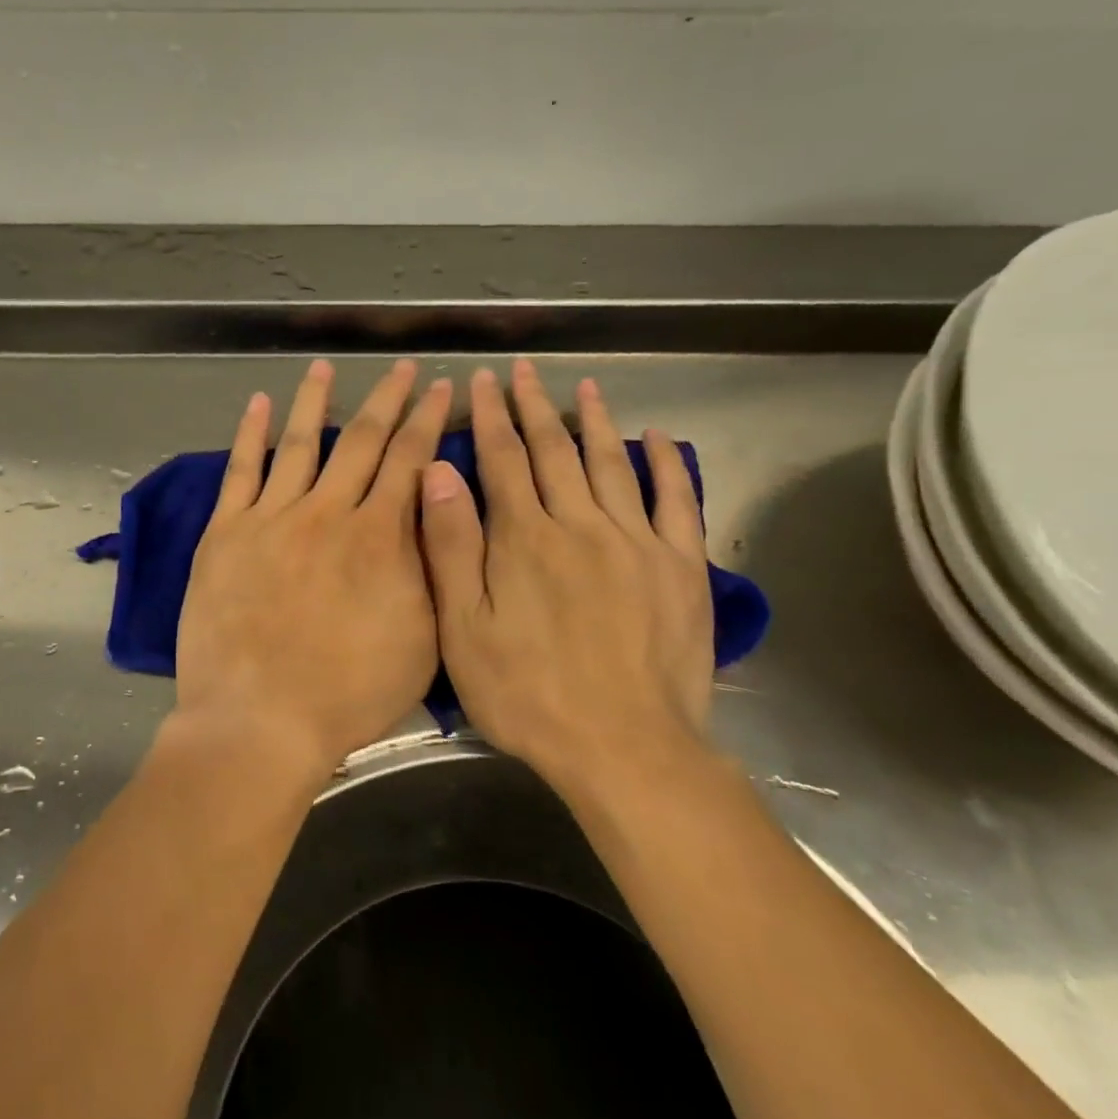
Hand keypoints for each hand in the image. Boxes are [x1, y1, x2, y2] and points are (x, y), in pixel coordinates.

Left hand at [172, 358, 451, 778]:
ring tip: (325, 366)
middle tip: (403, 367)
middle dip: (388, 398)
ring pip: (298, 442)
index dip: (429, 419)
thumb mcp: (420, 638)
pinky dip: (250, 434)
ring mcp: (271, 518)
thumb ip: (428, 566)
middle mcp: (327, 512)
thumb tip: (430, 506)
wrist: (259, 720)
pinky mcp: (226, 533)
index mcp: (378, 535)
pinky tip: (257, 404)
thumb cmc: (348, 693)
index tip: (443, 388)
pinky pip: (241, 471)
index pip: (410, 460)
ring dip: (315, 400)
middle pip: (362, 440)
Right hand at [419, 360, 714, 793]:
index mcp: (524, 538)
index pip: (501, 460)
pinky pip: (676, 502)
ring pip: (610, 464)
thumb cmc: (528, 694)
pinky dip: (667, 465)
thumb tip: (437, 472)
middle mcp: (580, 524)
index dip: (489, 416)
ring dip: (593, 422)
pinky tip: (657, 439)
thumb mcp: (464, 628)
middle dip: (533, 407)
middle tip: (522, 370)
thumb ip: (451, 546)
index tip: (481, 380)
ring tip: (584, 388)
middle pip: (553, 452)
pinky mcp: (680, 567)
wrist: (624, 748)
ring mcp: (636, 542)